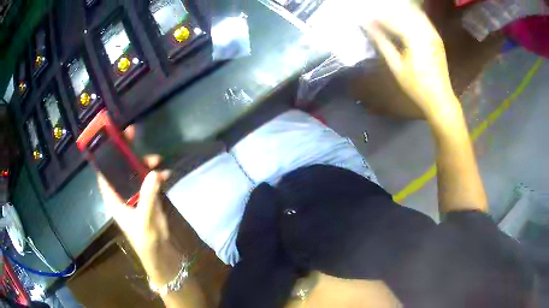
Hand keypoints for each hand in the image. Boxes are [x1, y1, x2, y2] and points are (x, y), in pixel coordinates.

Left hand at [97, 126, 177, 283]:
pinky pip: (149, 181)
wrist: (161, 253)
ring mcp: (135, 195)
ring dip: (144, 163)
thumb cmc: (146, 239)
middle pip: (120, 168)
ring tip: (157, 159)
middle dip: (126, 151)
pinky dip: (156, 176)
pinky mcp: (146, 198)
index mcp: (114, 199)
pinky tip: (166, 175)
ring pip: (135, 172)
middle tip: (132, 133)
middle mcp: (121, 194)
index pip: (104, 173)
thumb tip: (153, 173)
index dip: (105, 155)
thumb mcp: (144, 219)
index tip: (112, 138)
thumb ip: (148, 197)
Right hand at [363, 3, 459, 118]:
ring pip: (413, 14)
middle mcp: (425, 31)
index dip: (376, 18)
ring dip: (398, 13)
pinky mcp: (436, 37)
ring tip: (386, 18)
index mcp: (415, 39)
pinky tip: (401, 21)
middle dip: (386, 13)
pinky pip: (422, 20)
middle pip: (402, 13)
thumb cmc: (417, 86)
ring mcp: (433, 33)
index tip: (363, 18)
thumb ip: (382, 43)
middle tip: (373, 17)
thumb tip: (368, 27)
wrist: (440, 98)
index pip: (391, 20)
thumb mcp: (396, 66)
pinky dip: (410, 17)